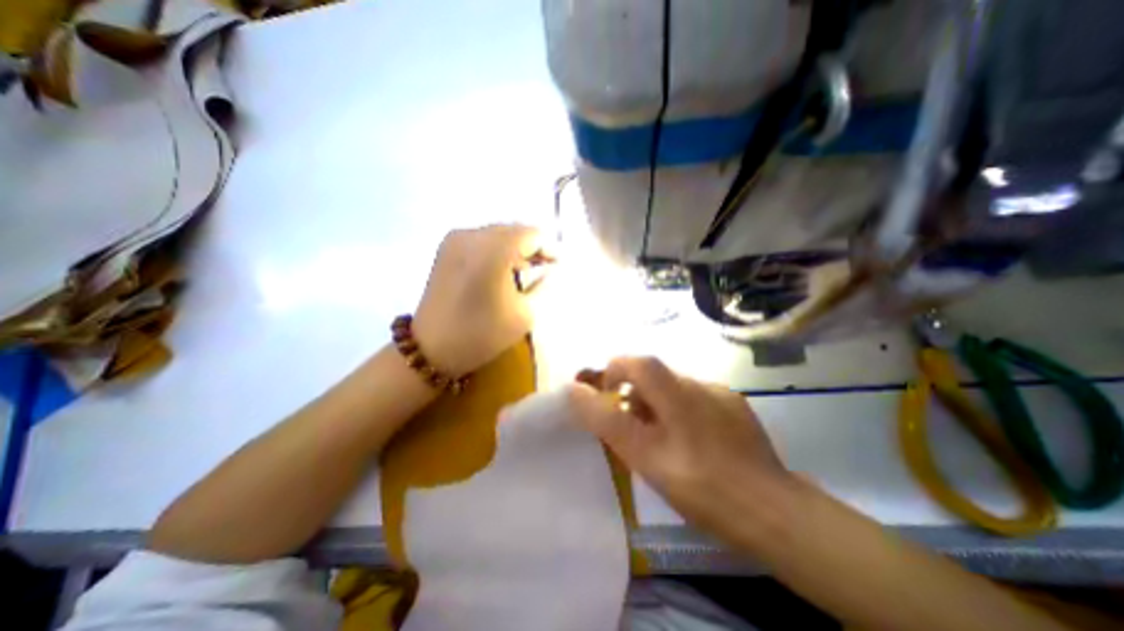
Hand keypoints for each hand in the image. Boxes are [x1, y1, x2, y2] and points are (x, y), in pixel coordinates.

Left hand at [411, 225, 550, 376]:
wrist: (432, 349)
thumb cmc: (483, 334)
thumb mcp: (525, 313)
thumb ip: (545, 286)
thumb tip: (554, 269)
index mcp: (494, 249)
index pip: (532, 234)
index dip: (550, 247)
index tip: (560, 264)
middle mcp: (473, 235)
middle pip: (514, 230)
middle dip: (533, 247)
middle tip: (548, 266)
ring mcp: (456, 239)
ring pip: (498, 234)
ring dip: (516, 247)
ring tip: (530, 268)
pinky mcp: (446, 249)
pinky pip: (481, 240)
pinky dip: (497, 250)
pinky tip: (505, 268)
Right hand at [572, 357, 788, 545]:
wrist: (776, 514)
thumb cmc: (702, 487)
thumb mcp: (644, 458)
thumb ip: (607, 421)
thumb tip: (576, 391)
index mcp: (676, 393)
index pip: (637, 361)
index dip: (615, 372)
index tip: (608, 397)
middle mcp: (698, 385)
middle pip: (654, 375)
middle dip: (634, 394)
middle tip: (632, 428)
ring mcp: (720, 394)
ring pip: (674, 388)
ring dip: (658, 404)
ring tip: (661, 440)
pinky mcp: (735, 406)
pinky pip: (696, 398)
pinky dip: (682, 410)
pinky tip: (692, 441)